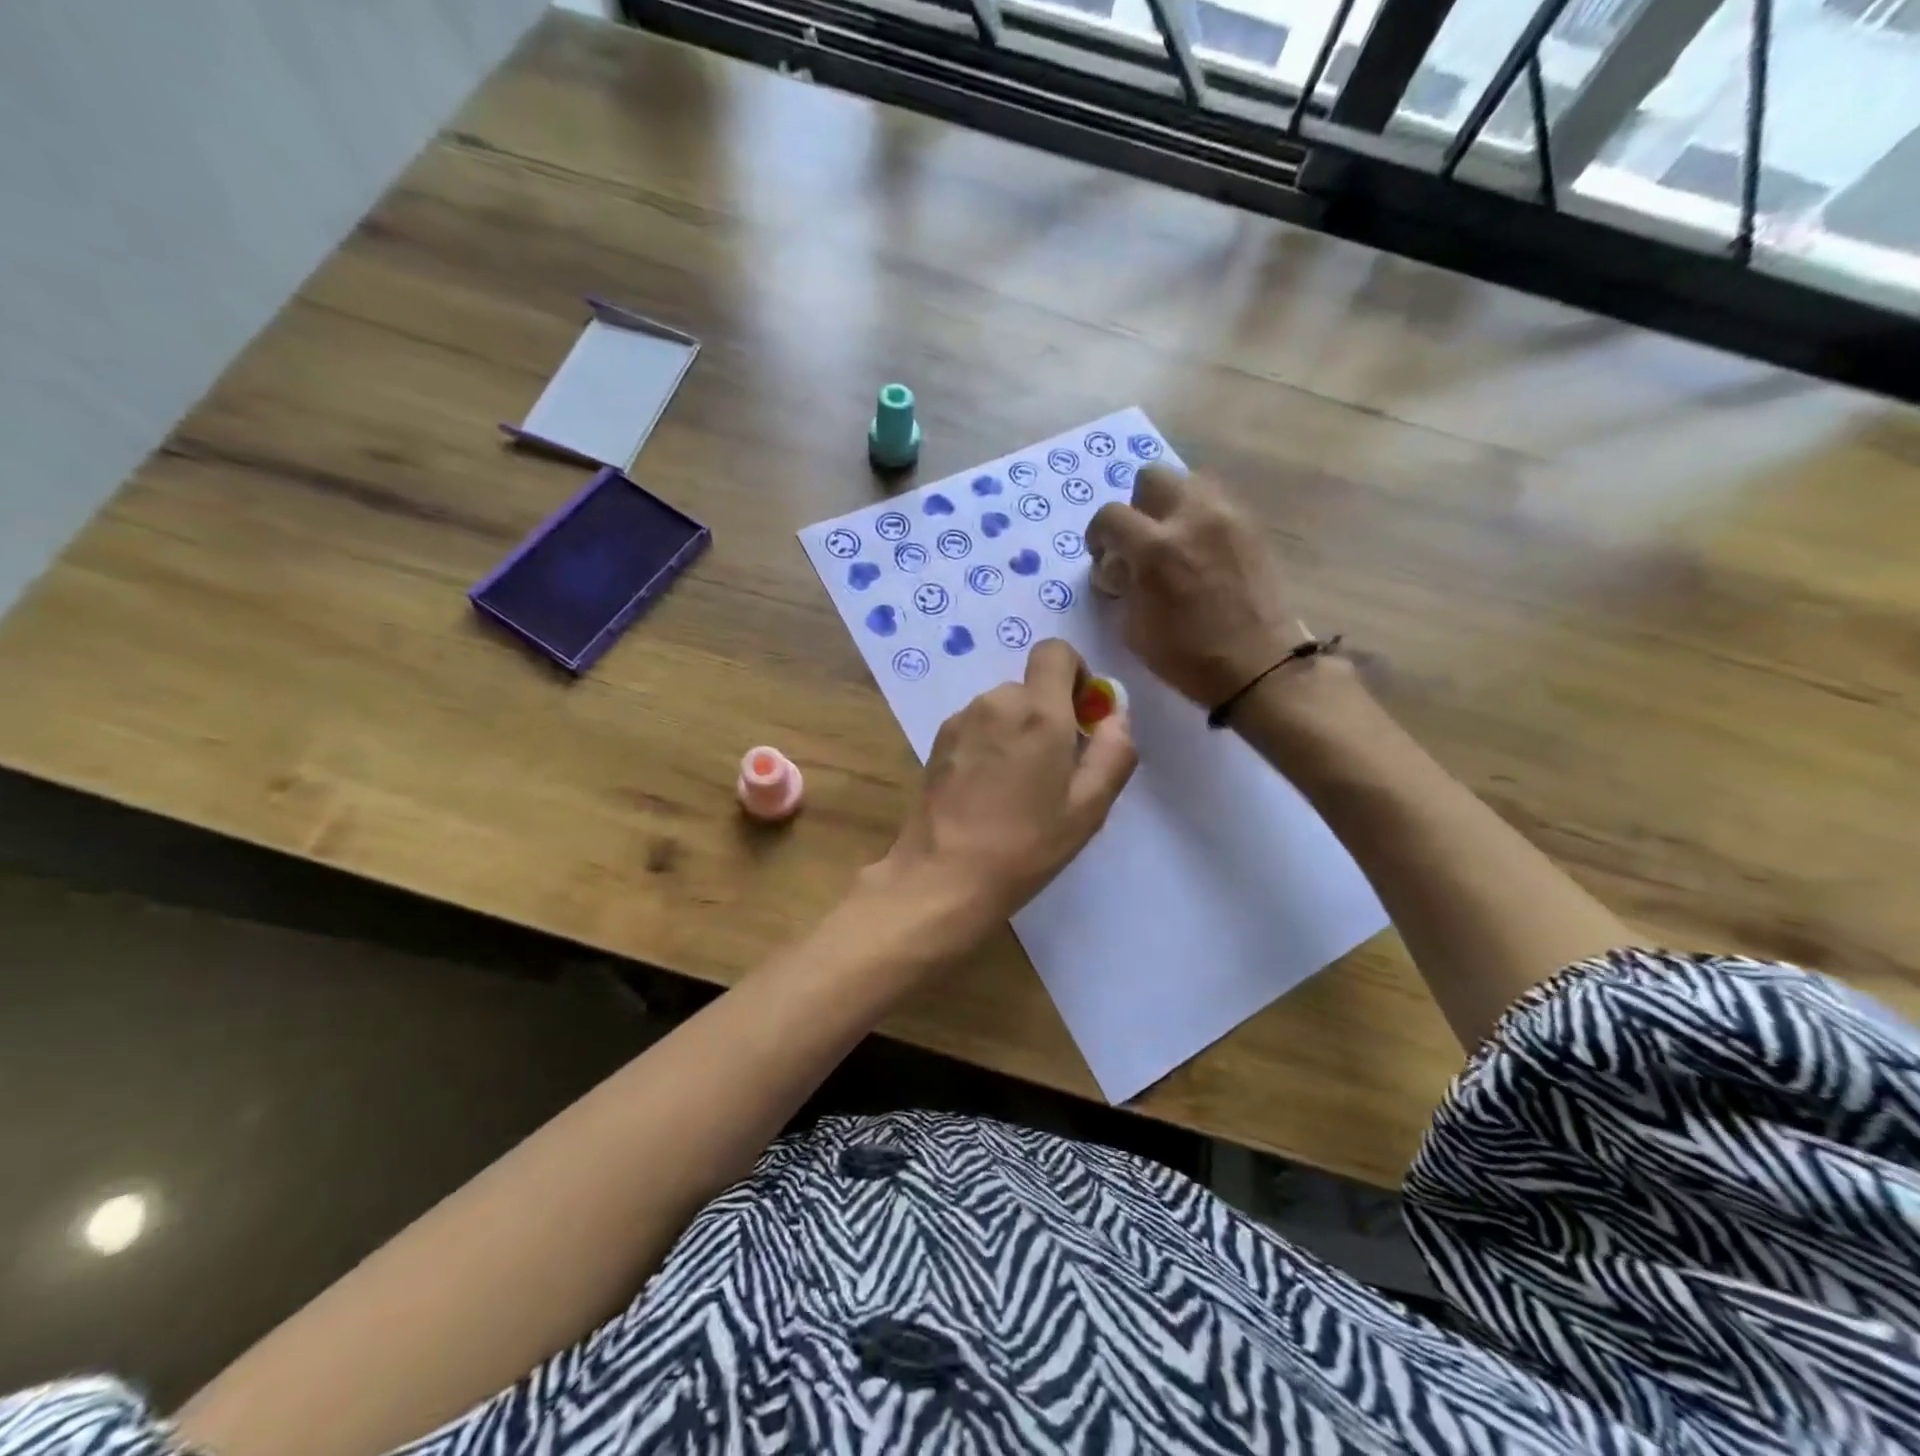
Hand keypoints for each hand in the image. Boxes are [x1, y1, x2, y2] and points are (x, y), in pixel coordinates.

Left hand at [873, 640, 1136, 946]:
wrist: (944, 875)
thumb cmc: (1025, 845)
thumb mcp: (1088, 808)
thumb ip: (1114, 752)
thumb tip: (1115, 715)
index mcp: (1039, 711)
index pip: (1055, 651)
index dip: (1075, 673)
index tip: (1081, 715)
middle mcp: (996, 702)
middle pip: (1031, 687)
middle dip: (1049, 714)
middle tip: (1053, 769)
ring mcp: (961, 720)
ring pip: (1002, 708)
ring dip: (1017, 731)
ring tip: (1017, 786)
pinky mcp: (938, 740)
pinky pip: (977, 726)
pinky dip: (990, 743)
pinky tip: (987, 790)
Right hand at [1087, 464, 1300, 708]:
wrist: (1259, 666)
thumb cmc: (1188, 657)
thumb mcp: (1134, 629)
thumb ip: (1122, 586)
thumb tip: (1118, 567)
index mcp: (1155, 549)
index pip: (1110, 516)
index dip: (1098, 535)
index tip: (1102, 556)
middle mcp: (1191, 518)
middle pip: (1151, 477)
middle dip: (1136, 506)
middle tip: (1138, 540)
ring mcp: (1227, 517)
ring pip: (1188, 481)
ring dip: (1171, 504)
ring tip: (1171, 540)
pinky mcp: (1251, 526)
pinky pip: (1216, 502)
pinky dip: (1199, 517)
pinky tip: (1199, 550)